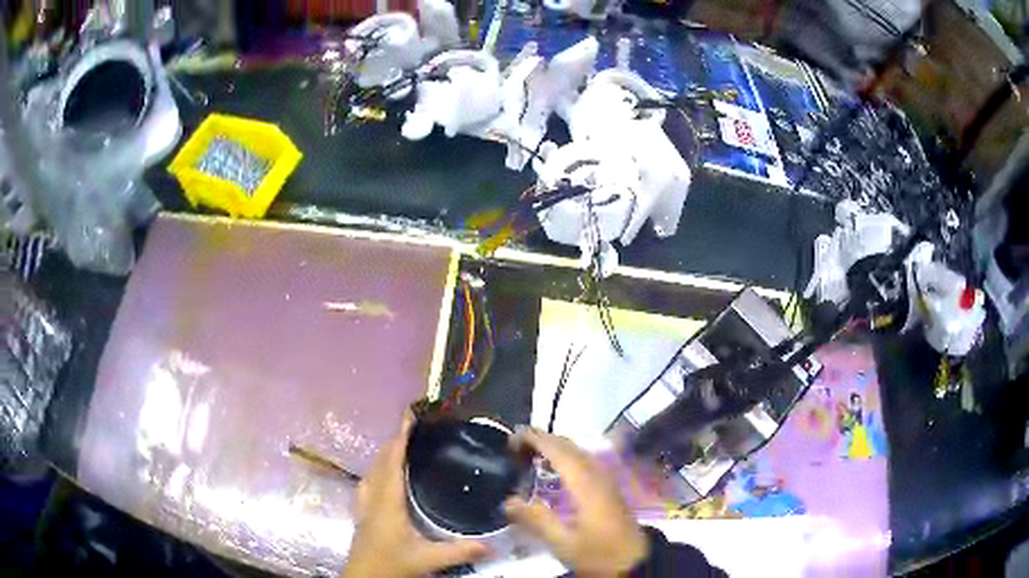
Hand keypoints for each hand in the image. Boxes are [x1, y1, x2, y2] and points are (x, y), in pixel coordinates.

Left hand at [343, 413, 487, 577]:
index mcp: (388, 502)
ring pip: (371, 472)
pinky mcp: (362, 515)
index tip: (409, 417)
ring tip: (401, 447)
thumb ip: (459, 551)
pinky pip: (368, 484)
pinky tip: (385, 478)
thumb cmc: (391, 565)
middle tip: (413, 428)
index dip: (400, 438)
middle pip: (380, 462)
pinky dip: (377, 471)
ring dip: (384, 456)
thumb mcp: (427, 559)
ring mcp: (364, 506)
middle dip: (394, 442)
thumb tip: (493, 545)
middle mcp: (373, 498)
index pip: (392, 462)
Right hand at [504, 428, 647, 576]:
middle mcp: (597, 474)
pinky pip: (584, 461)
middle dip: (541, 440)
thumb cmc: (598, 553)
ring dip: (553, 447)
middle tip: (514, 448)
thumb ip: (536, 521)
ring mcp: (605, 479)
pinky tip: (553, 472)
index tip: (510, 439)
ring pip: (578, 451)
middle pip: (568, 445)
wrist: (634, 561)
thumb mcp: (563, 543)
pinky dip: (564, 457)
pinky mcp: (609, 488)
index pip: (557, 449)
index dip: (534, 439)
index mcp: (585, 483)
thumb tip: (508, 501)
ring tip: (528, 456)